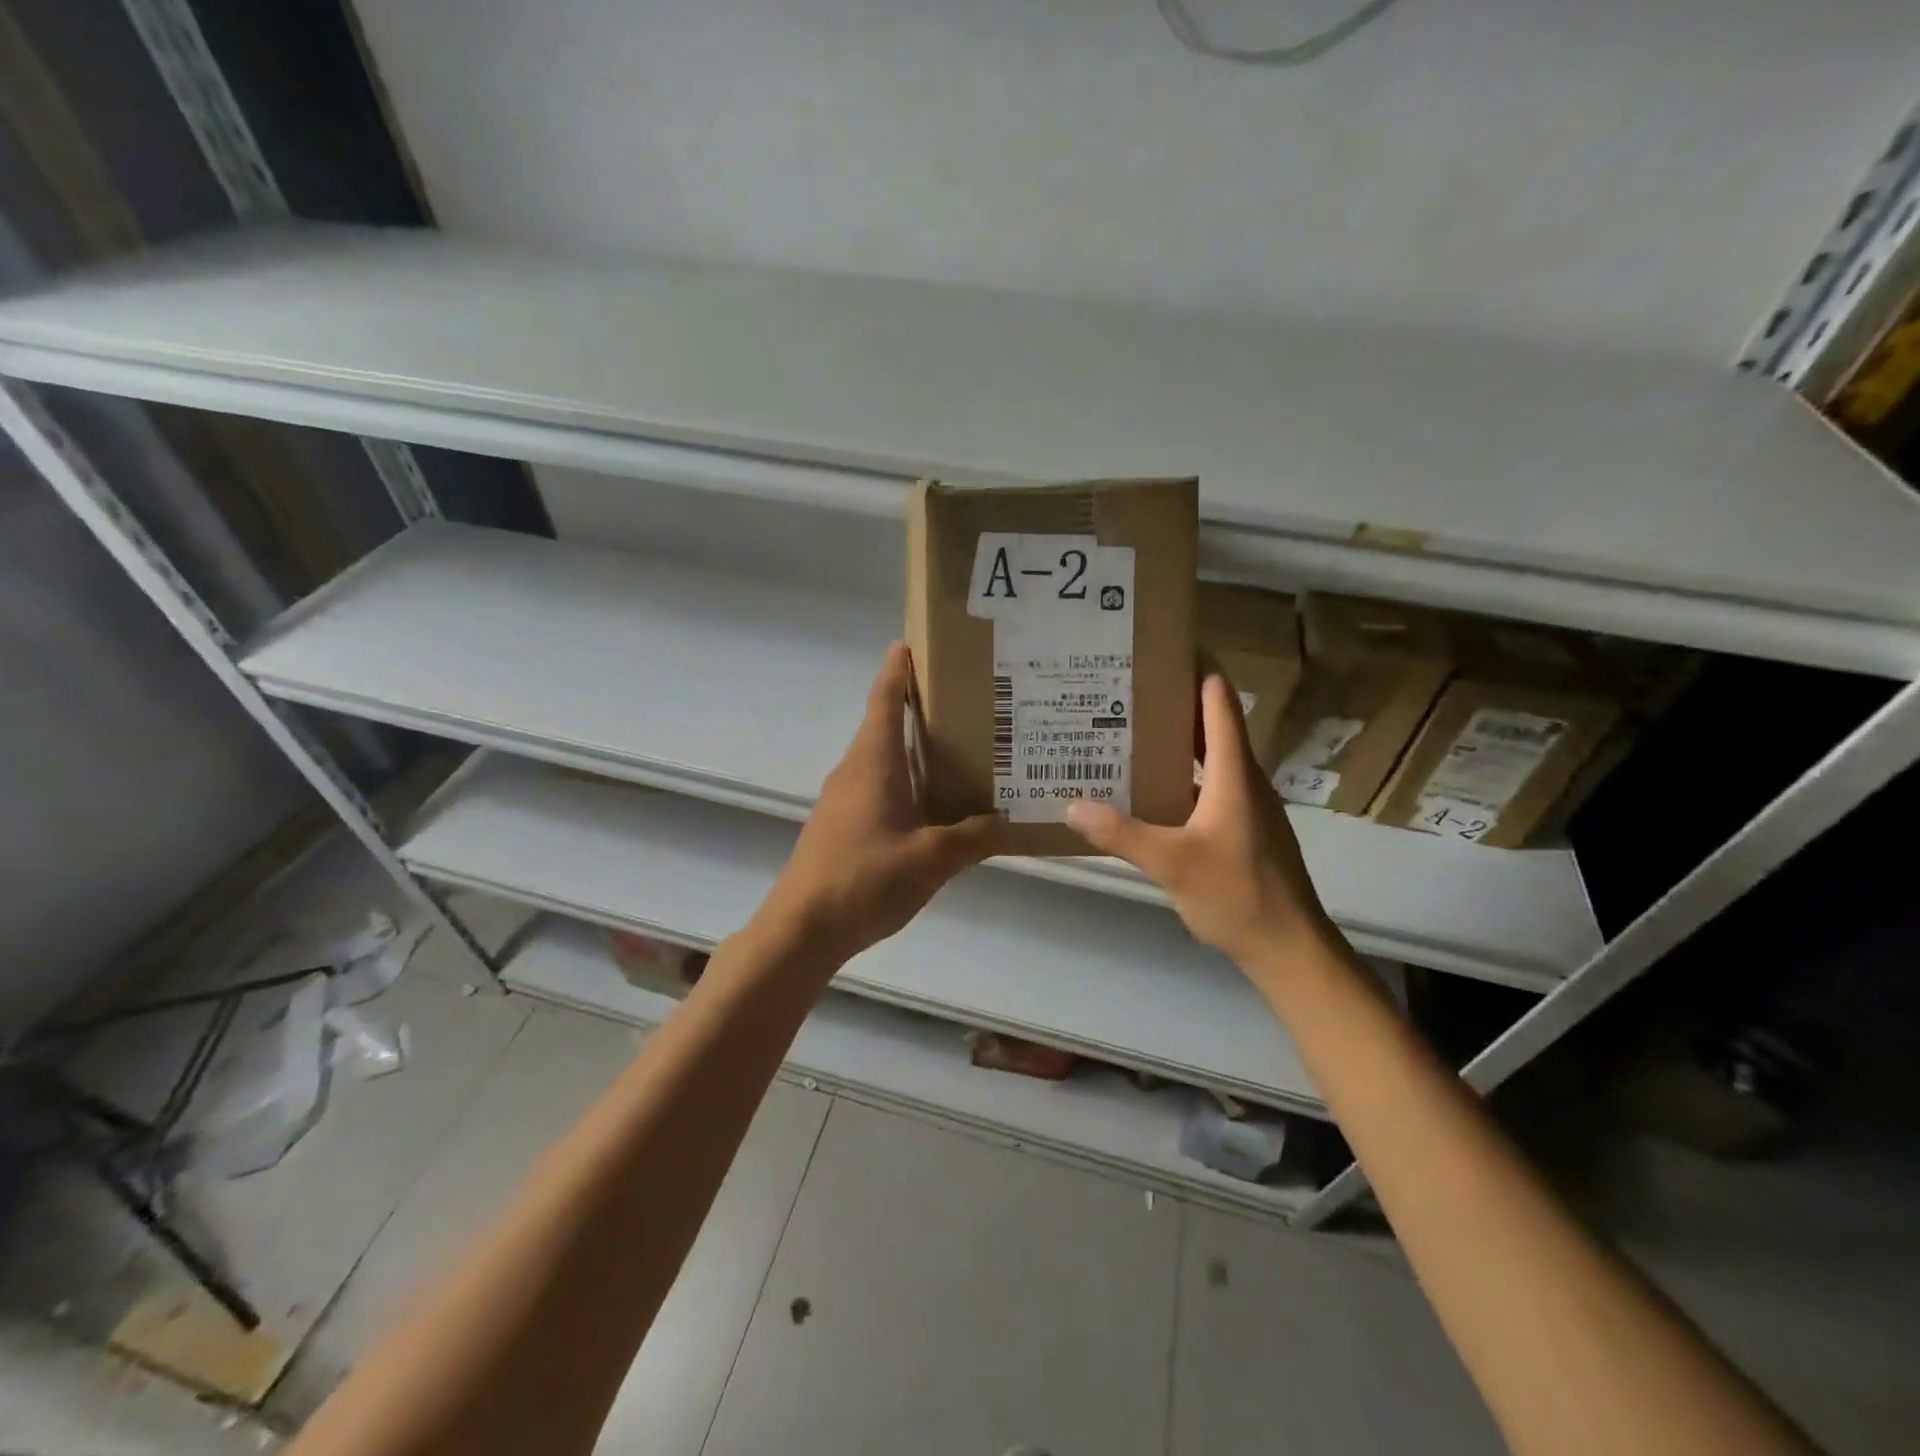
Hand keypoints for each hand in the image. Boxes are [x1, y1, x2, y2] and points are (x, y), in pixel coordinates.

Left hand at [757, 642, 1006, 965]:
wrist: (802, 929)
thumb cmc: (865, 879)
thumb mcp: (931, 859)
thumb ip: (973, 837)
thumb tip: (1007, 820)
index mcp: (873, 761)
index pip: (885, 698)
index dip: (898, 668)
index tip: (915, 642)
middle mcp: (855, 769)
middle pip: (886, 724)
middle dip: (921, 707)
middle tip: (969, 701)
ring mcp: (843, 798)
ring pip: (884, 759)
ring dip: (915, 749)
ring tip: (963, 750)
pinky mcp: (841, 825)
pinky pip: (879, 788)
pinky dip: (906, 782)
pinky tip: (935, 805)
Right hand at [1066, 670, 1335, 972]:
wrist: (1289, 948)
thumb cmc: (1238, 895)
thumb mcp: (1172, 863)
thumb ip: (1122, 833)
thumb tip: (1071, 804)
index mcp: (1233, 774)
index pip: (1219, 703)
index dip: (1198, 669)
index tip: (1164, 646)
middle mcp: (1243, 780)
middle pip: (1212, 725)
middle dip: (1174, 701)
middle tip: (1125, 687)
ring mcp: (1245, 806)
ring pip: (1208, 757)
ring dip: (1175, 740)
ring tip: (1127, 729)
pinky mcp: (1241, 829)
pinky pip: (1207, 786)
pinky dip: (1179, 775)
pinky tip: (1147, 788)